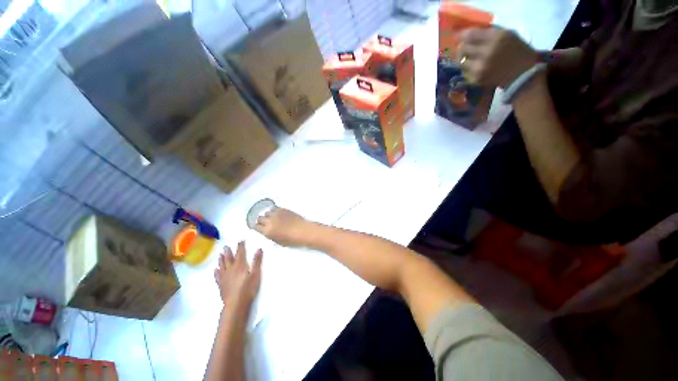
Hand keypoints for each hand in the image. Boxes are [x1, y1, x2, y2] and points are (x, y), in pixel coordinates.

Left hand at [214, 242, 262, 313]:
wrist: (235, 304)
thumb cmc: (248, 288)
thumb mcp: (256, 274)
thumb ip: (257, 261)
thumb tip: (259, 249)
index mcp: (240, 265)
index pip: (240, 253)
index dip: (240, 246)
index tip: (240, 240)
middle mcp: (231, 269)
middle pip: (229, 258)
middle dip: (228, 251)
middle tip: (226, 246)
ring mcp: (224, 277)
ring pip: (222, 265)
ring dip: (221, 259)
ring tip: (220, 254)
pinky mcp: (221, 284)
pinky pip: (218, 276)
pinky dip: (216, 271)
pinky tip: (215, 270)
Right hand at [254, 207, 311, 246]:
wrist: (303, 231)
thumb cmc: (292, 240)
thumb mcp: (278, 242)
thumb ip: (270, 235)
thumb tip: (267, 231)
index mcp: (267, 231)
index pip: (255, 226)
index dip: (256, 226)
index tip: (258, 227)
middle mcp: (269, 221)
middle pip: (260, 218)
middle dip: (261, 220)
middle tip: (265, 222)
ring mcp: (276, 214)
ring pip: (267, 212)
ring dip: (268, 215)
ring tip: (273, 218)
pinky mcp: (283, 209)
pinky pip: (274, 208)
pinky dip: (275, 211)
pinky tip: (278, 214)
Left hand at [458, 27, 537, 88]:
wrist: (522, 72)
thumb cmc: (516, 50)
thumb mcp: (506, 34)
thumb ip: (487, 33)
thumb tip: (467, 34)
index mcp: (496, 38)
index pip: (470, 35)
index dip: (461, 36)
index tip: (458, 36)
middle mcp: (486, 53)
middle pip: (463, 48)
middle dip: (463, 47)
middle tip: (465, 48)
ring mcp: (480, 67)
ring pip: (462, 61)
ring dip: (464, 59)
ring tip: (470, 57)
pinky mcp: (477, 78)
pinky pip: (465, 72)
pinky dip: (467, 68)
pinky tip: (474, 66)